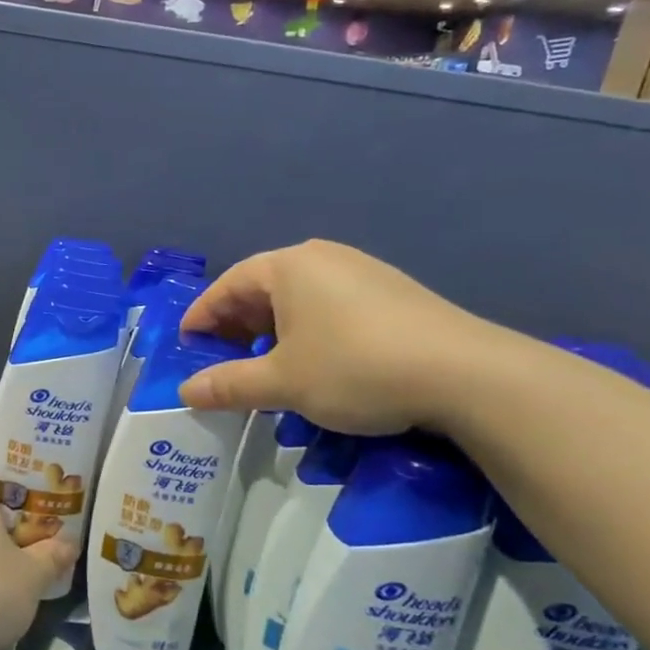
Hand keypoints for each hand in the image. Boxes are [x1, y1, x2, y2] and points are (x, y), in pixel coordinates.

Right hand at [177, 239, 492, 435]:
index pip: (227, 286)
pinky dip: (309, 332)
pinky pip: (331, 307)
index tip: (186, 345)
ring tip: (266, 366)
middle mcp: (322, 258)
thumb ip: (229, 385)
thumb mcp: (283, 382)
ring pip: (299, 299)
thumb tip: (185, 391)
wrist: (464, 373)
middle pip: (262, 289)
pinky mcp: (392, 292)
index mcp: (288, 266)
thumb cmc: (355, 368)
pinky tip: (317, 363)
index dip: (201, 317)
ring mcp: (361, 271)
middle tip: (222, 360)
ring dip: (274, 332)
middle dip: (237, 327)